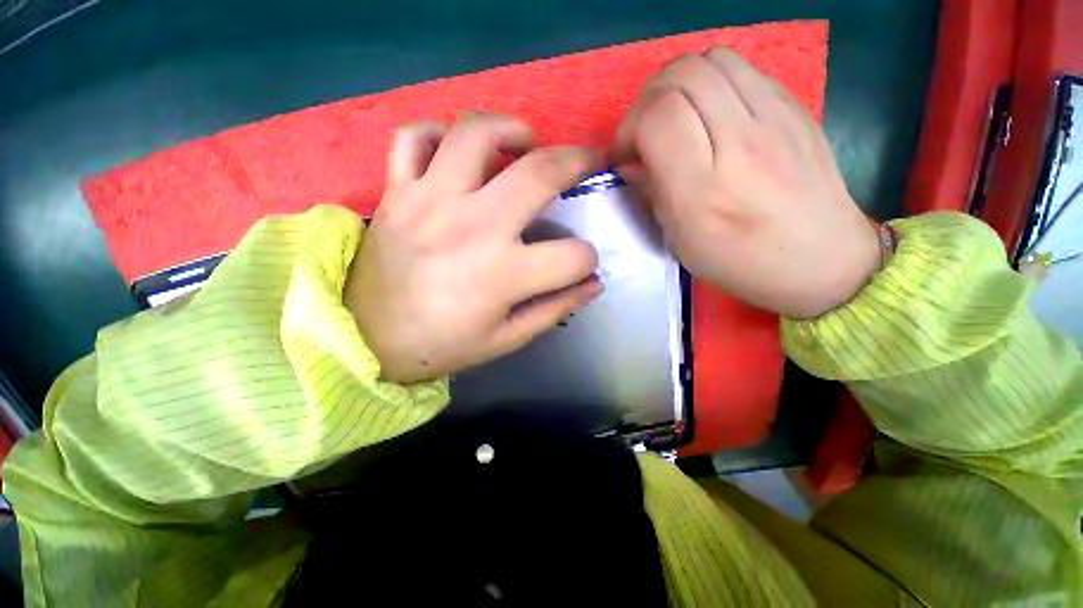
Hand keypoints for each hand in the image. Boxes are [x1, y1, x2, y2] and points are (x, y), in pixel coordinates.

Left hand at [346, 113, 603, 383]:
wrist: (366, 339)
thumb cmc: (442, 344)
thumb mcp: (506, 339)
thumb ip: (554, 310)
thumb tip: (594, 285)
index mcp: (502, 274)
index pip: (572, 256)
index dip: (587, 260)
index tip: (582, 264)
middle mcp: (472, 227)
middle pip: (538, 174)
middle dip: (577, 161)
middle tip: (588, 159)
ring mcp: (429, 201)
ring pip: (476, 134)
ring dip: (511, 129)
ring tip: (525, 141)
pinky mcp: (396, 192)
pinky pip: (414, 138)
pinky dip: (440, 133)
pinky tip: (457, 149)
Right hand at [614, 47, 880, 318]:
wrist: (821, 258)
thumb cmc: (740, 260)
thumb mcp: (680, 240)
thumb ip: (651, 193)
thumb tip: (631, 162)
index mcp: (704, 190)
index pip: (658, 117)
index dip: (629, 127)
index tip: (626, 153)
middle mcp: (740, 143)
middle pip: (682, 75)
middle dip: (648, 99)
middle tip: (646, 131)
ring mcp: (775, 118)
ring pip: (712, 60)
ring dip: (679, 84)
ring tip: (677, 117)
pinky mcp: (795, 107)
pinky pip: (742, 69)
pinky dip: (712, 83)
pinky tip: (712, 114)